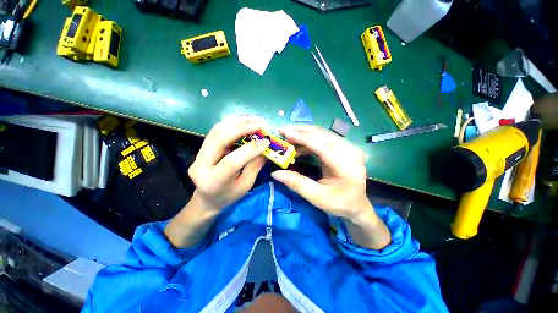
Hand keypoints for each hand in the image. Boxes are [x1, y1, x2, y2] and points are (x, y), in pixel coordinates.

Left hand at [165, 117, 269, 247]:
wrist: (207, 198)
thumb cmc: (228, 196)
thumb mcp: (245, 185)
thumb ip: (255, 166)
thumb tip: (266, 147)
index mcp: (213, 181)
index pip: (232, 161)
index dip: (250, 149)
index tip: (267, 142)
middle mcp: (200, 164)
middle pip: (220, 138)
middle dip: (243, 127)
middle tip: (261, 123)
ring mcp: (198, 154)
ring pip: (217, 130)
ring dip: (238, 122)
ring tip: (255, 120)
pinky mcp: (202, 147)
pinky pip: (217, 130)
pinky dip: (233, 124)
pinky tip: (245, 123)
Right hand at [271, 125, 370, 220]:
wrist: (356, 204)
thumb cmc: (339, 203)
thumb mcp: (317, 197)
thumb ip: (297, 184)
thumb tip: (275, 173)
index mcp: (347, 165)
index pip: (323, 145)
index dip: (303, 137)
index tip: (285, 133)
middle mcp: (350, 151)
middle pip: (323, 134)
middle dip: (300, 131)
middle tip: (282, 132)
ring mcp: (348, 147)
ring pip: (323, 133)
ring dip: (304, 134)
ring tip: (288, 138)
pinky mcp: (344, 147)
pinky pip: (324, 138)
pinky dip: (309, 139)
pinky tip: (299, 145)